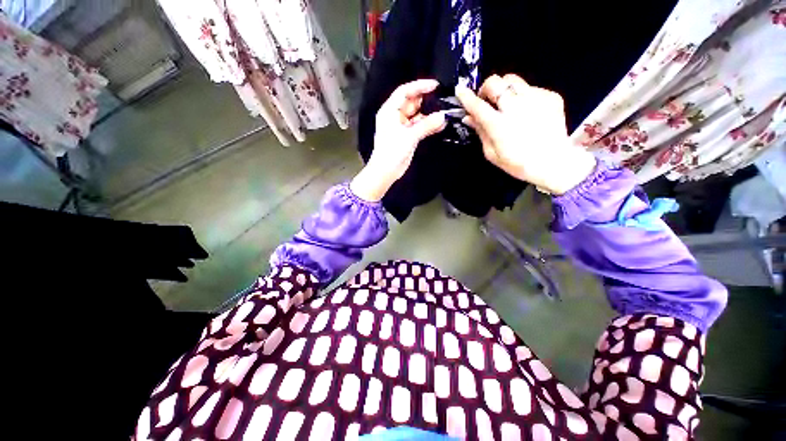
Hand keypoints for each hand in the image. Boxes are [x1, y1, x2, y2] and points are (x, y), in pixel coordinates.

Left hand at [351, 79, 447, 201]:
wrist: (386, 171)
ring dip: (429, 115)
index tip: (435, 85)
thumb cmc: (392, 151)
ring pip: (417, 116)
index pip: (404, 92)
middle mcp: (395, 116)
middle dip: (426, 101)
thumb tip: (443, 116)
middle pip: (412, 103)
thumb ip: (426, 125)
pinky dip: (428, 126)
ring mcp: (402, 127)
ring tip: (445, 112)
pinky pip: (419, 127)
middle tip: (443, 99)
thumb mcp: (409, 136)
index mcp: (389, 111)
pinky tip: (441, 125)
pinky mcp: (408, 136)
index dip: (419, 86)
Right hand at [455, 74, 596, 194]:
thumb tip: (468, 117)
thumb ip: (480, 132)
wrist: (553, 163)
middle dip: (486, 88)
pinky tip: (527, 112)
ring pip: (512, 80)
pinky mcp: (550, 96)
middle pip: (495, 82)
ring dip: (504, 89)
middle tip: (487, 100)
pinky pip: (530, 88)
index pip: (477, 105)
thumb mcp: (492, 153)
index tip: (460, 90)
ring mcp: (535, 99)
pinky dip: (522, 97)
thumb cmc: (517, 163)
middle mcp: (516, 107)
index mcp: (499, 125)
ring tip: (507, 104)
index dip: (466, 97)